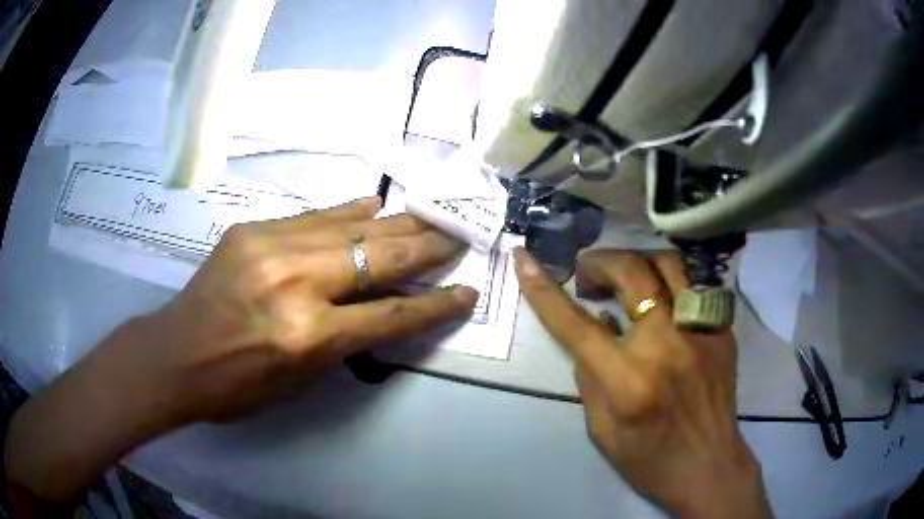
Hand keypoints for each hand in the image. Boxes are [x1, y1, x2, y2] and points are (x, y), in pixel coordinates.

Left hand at [7, 197, 476, 502]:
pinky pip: (314, 215)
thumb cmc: (237, 386)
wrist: (175, 354)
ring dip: (396, 224)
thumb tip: (381, 304)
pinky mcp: (253, 228)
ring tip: (428, 218)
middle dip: (427, 247)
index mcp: (308, 336)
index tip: (468, 290)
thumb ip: (344, 340)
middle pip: (378, 258)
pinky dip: (349, 211)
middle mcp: (295, 282)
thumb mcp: (299, 380)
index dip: (435, 304)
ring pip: (351, 227)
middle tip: (459, 236)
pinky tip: (374, 205)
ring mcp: (271, 246)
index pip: (391, 314)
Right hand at [514, 248, 771, 518]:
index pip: (577, 324)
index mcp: (628, 381)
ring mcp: (701, 332)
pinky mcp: (723, 331)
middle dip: (599, 263)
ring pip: (669, 264)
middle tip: (587, 278)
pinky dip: (670, 281)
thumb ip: (590, 375)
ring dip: (638, 263)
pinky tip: (661, 297)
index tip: (524, 258)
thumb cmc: (649, 459)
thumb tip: (594, 322)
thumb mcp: (601, 429)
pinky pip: (695, 284)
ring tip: (625, 279)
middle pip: (631, 273)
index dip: (544, 289)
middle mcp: (667, 346)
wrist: (708, 466)